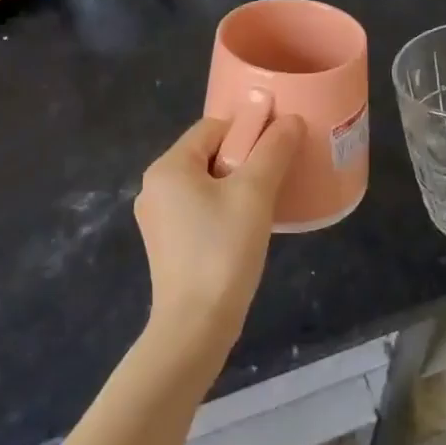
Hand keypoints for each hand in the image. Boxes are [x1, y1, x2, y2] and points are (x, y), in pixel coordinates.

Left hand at [135, 114, 304, 359]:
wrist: (196, 325)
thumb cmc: (223, 249)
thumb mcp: (254, 193)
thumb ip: (273, 150)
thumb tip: (290, 119)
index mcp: (168, 167)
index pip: (213, 127)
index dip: (248, 130)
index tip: (278, 147)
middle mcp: (155, 187)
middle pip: (208, 153)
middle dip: (244, 159)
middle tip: (276, 176)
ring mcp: (157, 218)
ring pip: (205, 183)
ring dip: (236, 185)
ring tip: (266, 201)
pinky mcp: (166, 245)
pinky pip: (198, 209)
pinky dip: (223, 208)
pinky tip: (246, 227)